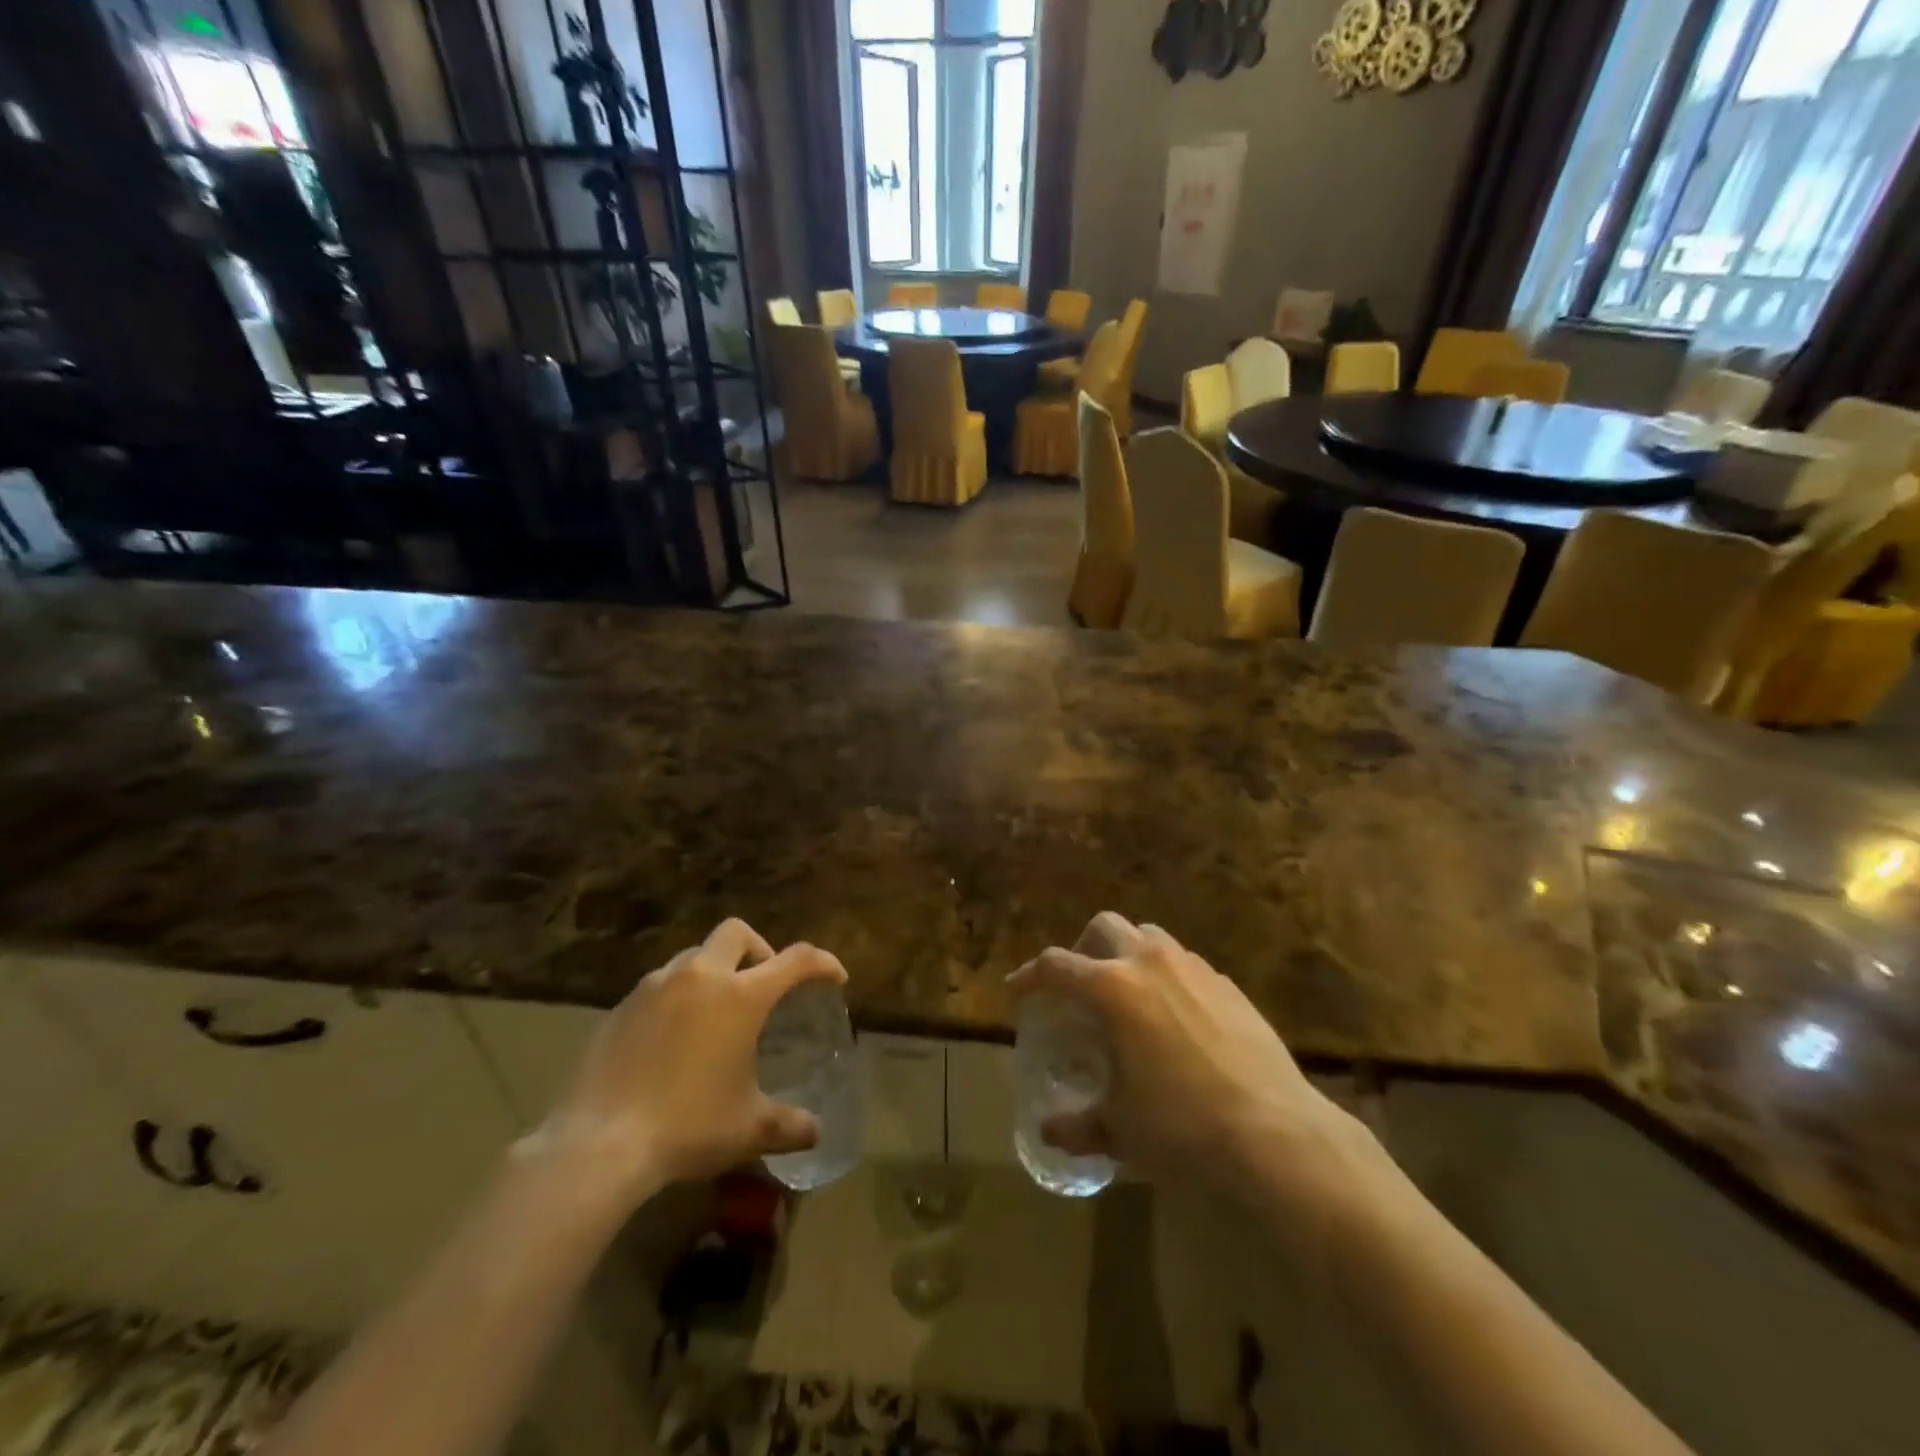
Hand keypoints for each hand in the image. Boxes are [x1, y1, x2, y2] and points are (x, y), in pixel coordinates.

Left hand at [528, 920, 847, 1210]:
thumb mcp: (748, 1130)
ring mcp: (656, 986)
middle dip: (758, 948)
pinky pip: (660, 983)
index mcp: (741, 996)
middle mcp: (700, 977)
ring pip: (694, 954)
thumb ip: (790, 1125)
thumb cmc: (687, 1127)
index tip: (834, 976)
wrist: (599, 1144)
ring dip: (714, 970)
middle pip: (736, 932)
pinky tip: (673, 1036)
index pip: (796, 960)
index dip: (823, 963)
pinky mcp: (621, 1005)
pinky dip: (678, 995)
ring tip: (715, 1012)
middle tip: (762, 984)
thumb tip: (815, 1131)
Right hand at [1008, 913, 1381, 1219]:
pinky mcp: (1229, 985)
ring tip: (1128, 997)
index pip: (1055, 966)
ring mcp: (1194, 968)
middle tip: (1079, 986)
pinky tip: (1175, 1020)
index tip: (1017, 992)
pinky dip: (1167, 978)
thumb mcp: (1120, 1130)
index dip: (1029, 976)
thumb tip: (1049, 1130)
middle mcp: (1149, 963)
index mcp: (1112, 989)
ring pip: (1149, 937)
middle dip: (1083, 948)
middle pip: (1105, 927)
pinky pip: (1186, 964)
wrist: (1277, 1135)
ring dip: (1128, 955)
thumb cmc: (1182, 1128)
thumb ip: (1078, 1124)